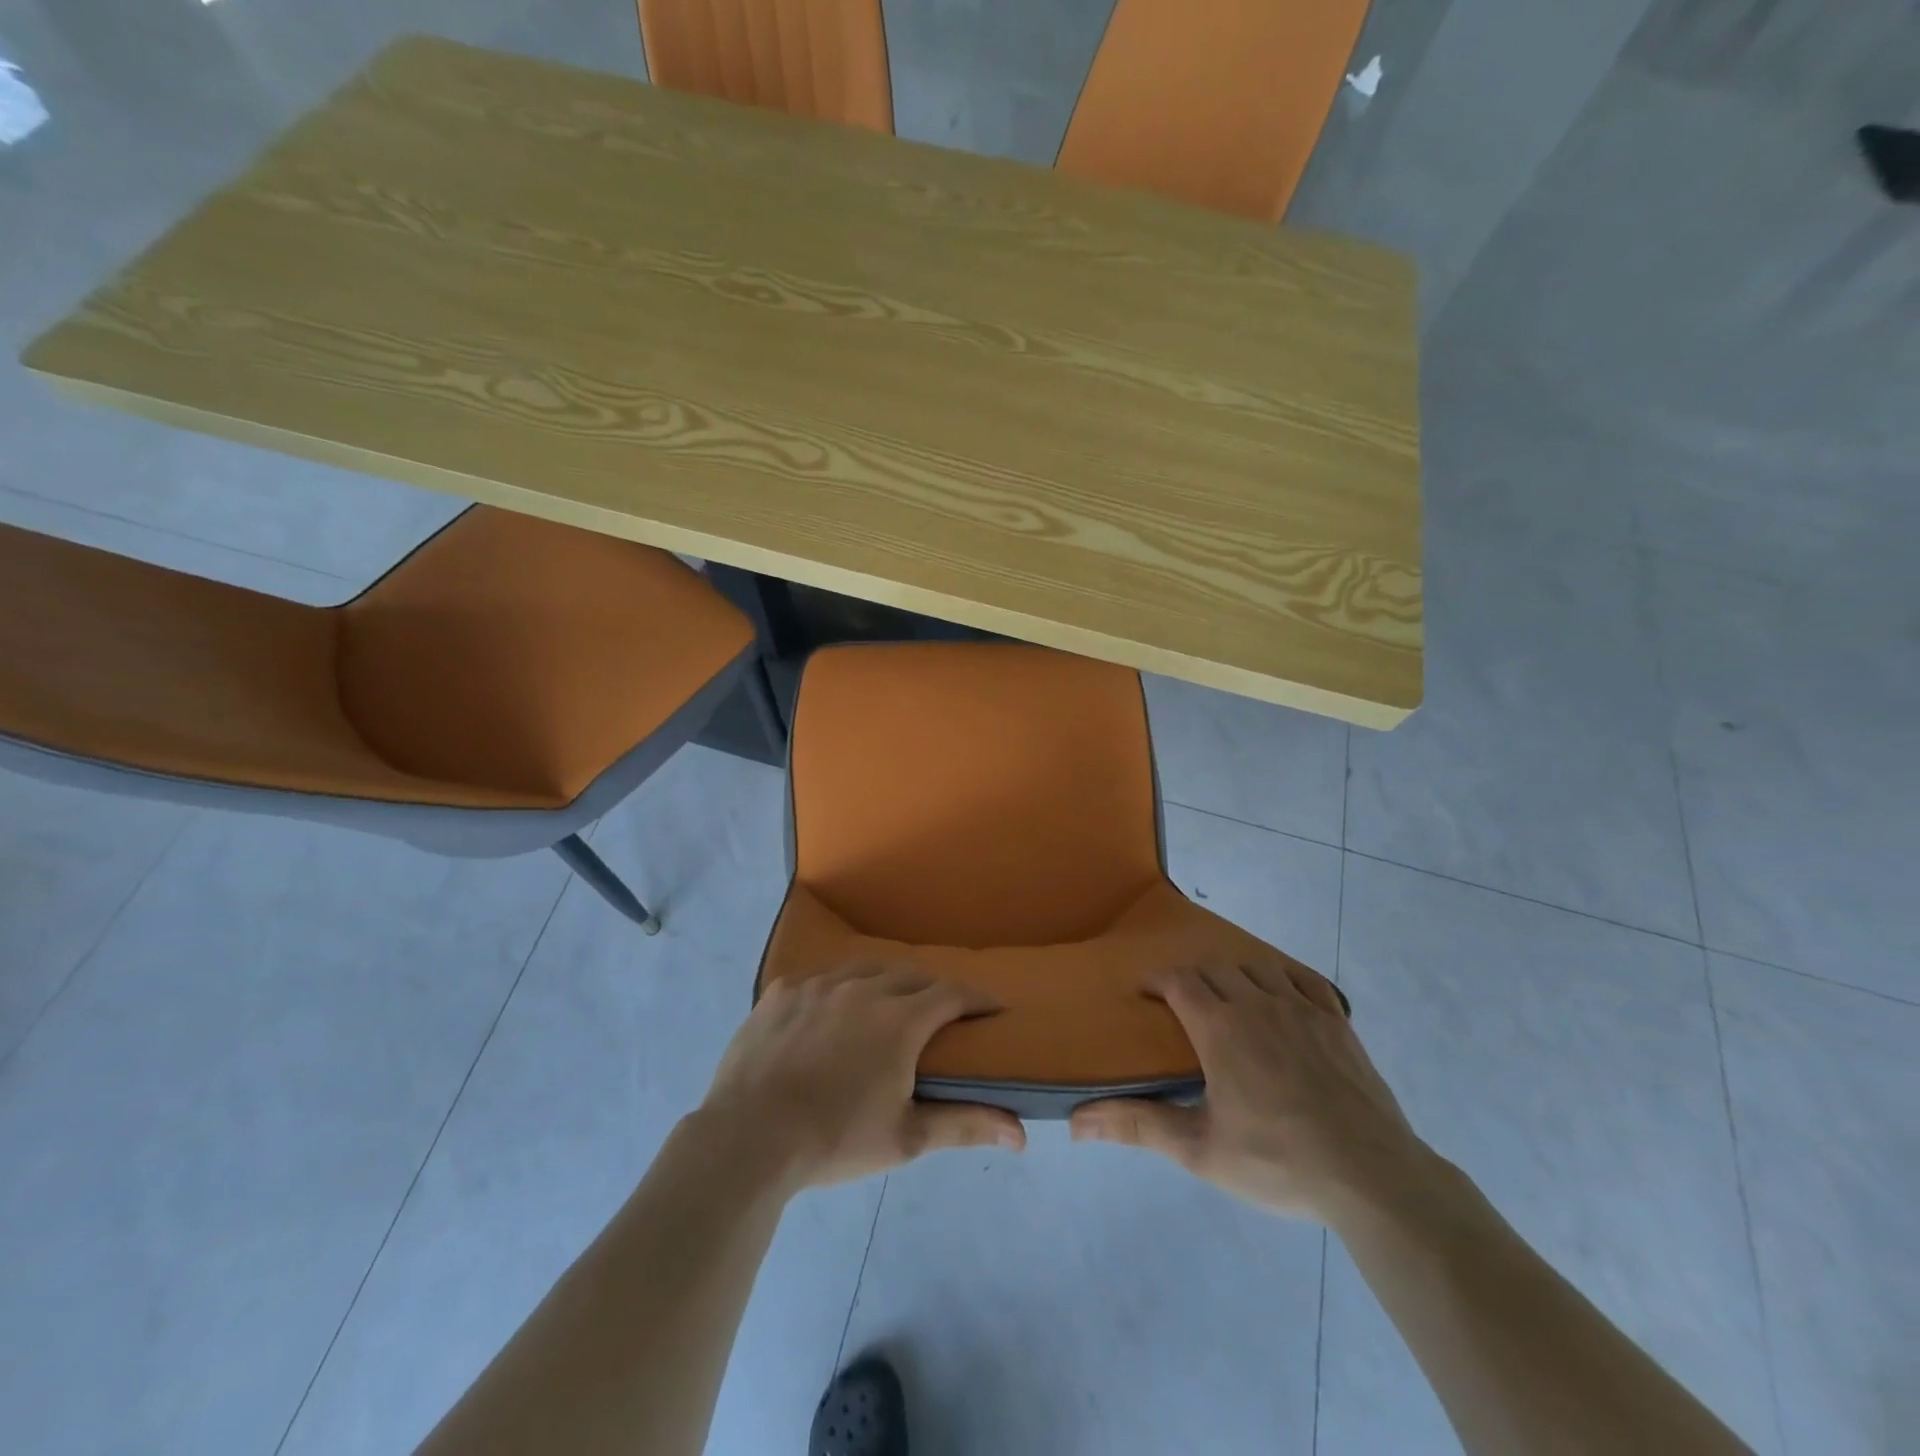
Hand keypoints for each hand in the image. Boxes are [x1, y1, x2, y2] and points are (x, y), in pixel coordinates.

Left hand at [695, 963, 1026, 1191]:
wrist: (748, 1138)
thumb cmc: (835, 1139)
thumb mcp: (906, 1138)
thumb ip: (965, 1125)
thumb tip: (1021, 1133)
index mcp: (900, 1019)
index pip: (952, 994)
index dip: (976, 999)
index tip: (990, 1010)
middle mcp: (863, 988)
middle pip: (911, 976)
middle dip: (932, 991)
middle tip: (937, 1016)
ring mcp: (818, 984)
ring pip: (864, 970)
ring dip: (884, 983)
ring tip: (885, 1007)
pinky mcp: (782, 991)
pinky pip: (820, 979)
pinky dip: (836, 991)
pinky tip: (828, 1014)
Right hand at [1070, 958, 1434, 1223]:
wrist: (1371, 1177)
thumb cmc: (1277, 1162)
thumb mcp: (1199, 1150)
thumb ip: (1138, 1126)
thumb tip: (1077, 1122)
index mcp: (1220, 1028)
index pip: (1178, 981)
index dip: (1157, 980)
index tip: (1145, 992)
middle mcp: (1257, 1003)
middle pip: (1214, 968)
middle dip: (1191, 977)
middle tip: (1181, 1002)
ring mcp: (1301, 1008)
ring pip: (1257, 967)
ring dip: (1234, 973)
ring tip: (1227, 996)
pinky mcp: (1337, 1021)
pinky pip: (1305, 979)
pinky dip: (1284, 975)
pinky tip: (1280, 992)